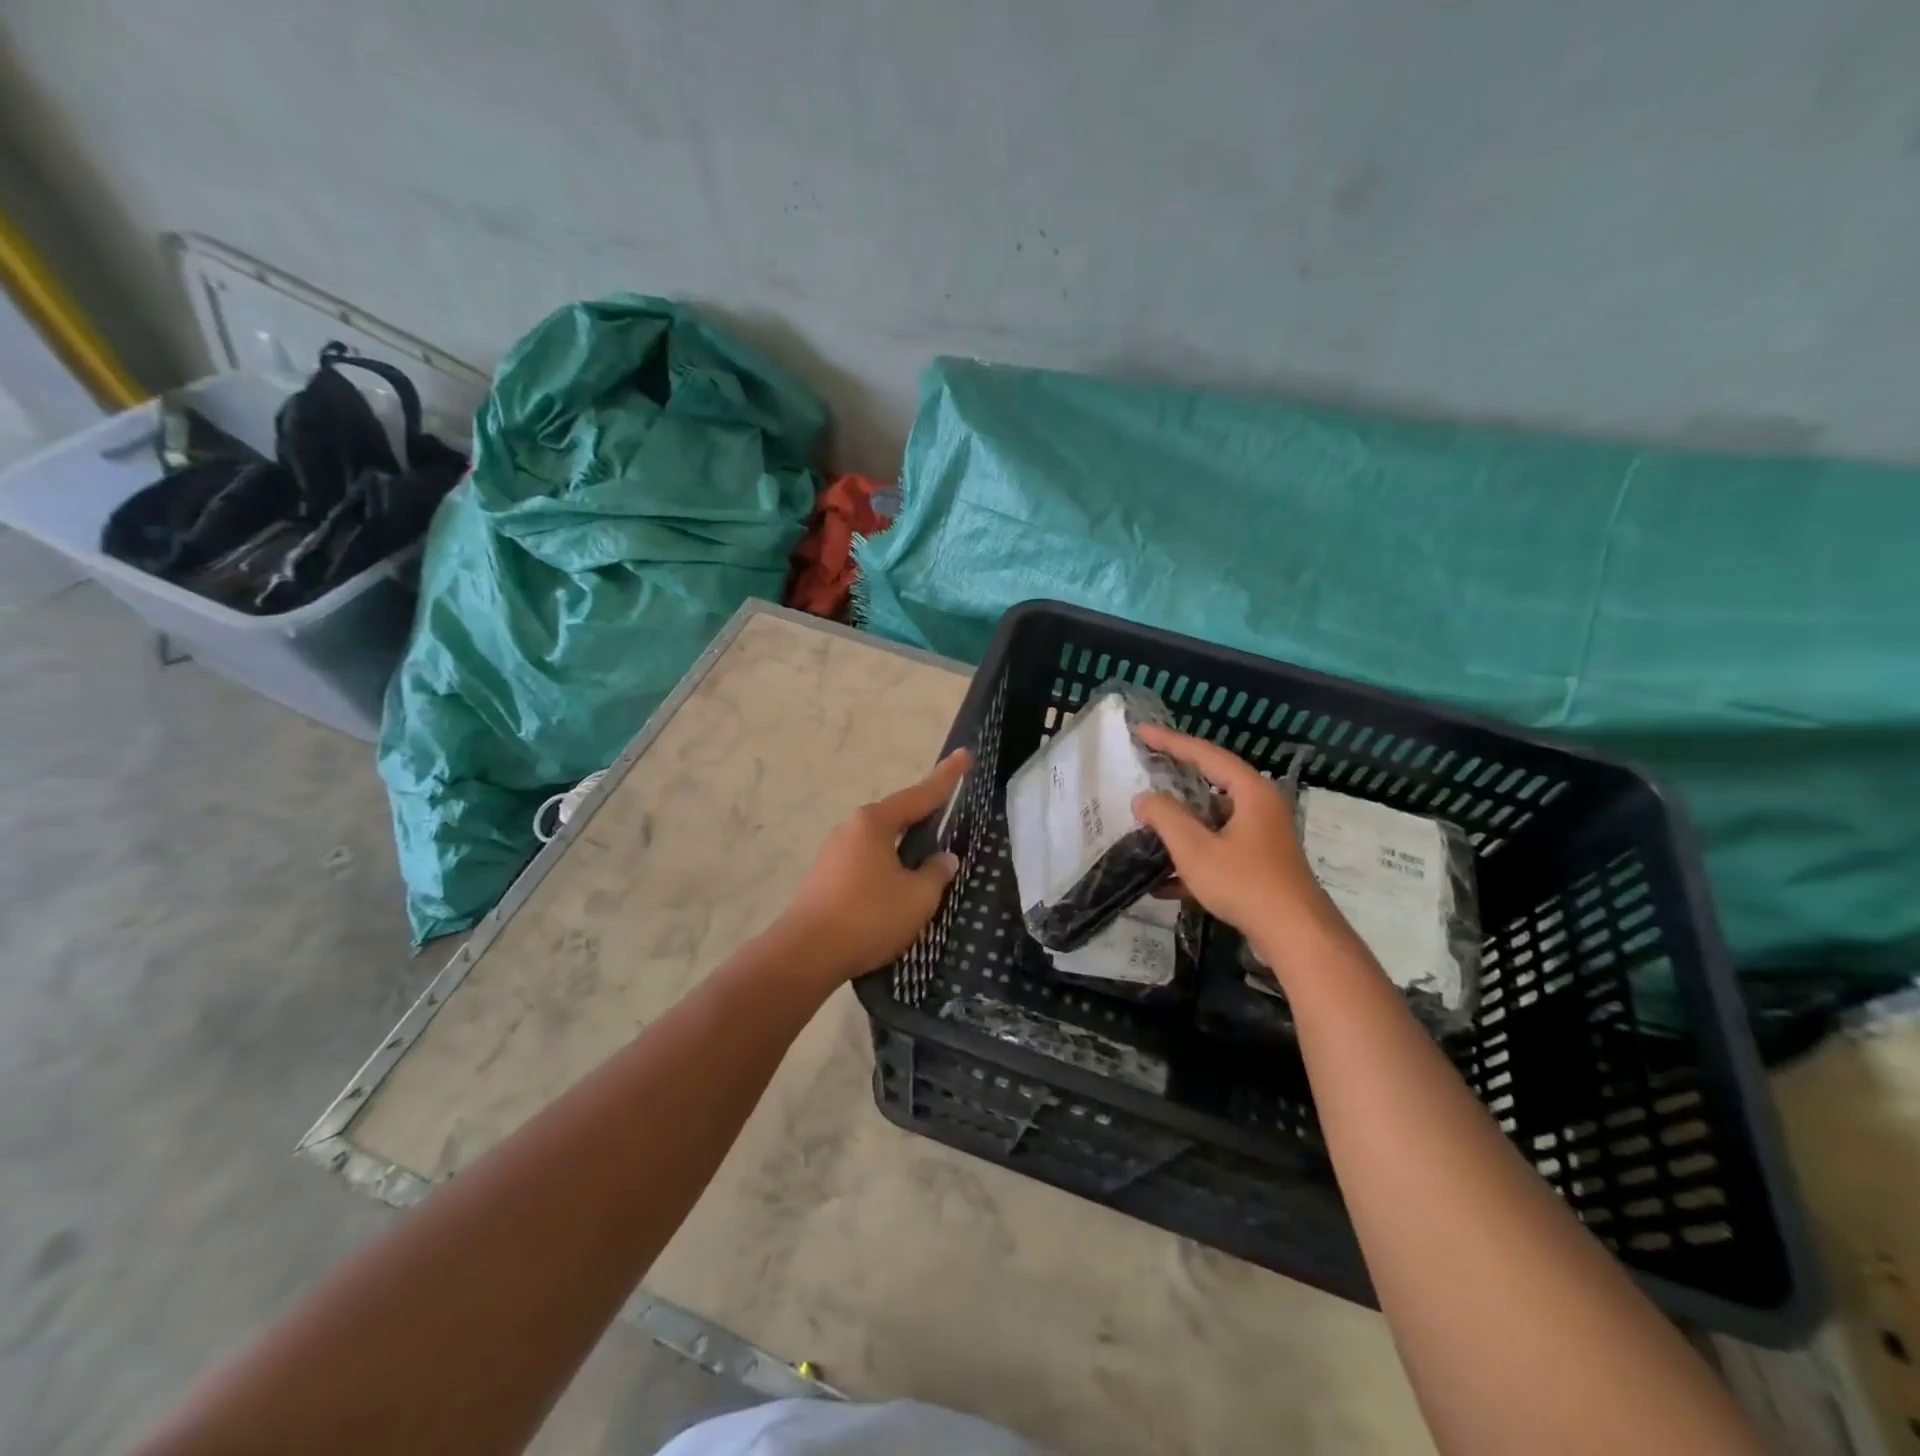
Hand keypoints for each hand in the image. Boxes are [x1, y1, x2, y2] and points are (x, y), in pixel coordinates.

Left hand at [778, 748, 970, 979]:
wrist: (804, 955)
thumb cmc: (868, 917)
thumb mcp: (917, 897)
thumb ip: (936, 873)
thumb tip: (944, 859)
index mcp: (873, 823)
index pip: (920, 795)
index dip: (947, 778)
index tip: (965, 755)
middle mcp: (851, 830)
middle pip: (897, 818)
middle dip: (924, 819)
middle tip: (949, 816)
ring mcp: (834, 854)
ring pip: (881, 844)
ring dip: (905, 851)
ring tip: (928, 866)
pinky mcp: (825, 880)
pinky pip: (867, 865)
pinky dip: (888, 871)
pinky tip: (898, 892)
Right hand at [1131, 725, 1342, 962]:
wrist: (1296, 936)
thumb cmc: (1245, 883)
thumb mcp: (1195, 848)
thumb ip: (1165, 817)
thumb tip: (1144, 799)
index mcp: (1251, 792)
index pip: (1205, 754)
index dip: (1171, 742)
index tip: (1141, 732)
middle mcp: (1260, 807)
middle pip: (1212, 784)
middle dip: (1176, 782)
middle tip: (1146, 769)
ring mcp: (1262, 838)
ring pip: (1213, 821)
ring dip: (1181, 826)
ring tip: (1147, 826)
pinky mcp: (1259, 865)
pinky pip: (1219, 850)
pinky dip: (1193, 859)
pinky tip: (1163, 883)